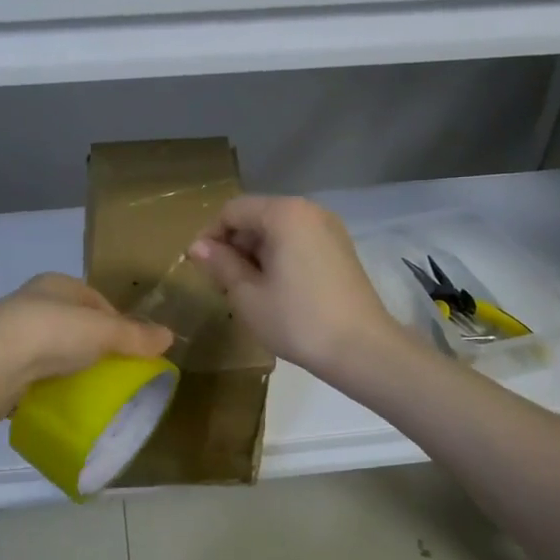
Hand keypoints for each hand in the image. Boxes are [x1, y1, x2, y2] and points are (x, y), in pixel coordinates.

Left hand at [0, 274, 173, 400]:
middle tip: (114, 370)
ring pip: (52, 347)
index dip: (117, 321)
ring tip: (89, 386)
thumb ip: (135, 335)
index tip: (132, 347)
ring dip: (69, 364)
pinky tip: (59, 397)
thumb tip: (170, 336)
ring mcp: (12, 333)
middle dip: (93, 344)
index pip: (95, 299)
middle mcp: (32, 302)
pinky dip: (48, 382)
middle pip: (74, 323)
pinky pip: (33, 371)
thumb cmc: (51, 333)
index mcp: (56, 284)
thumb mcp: (103, 331)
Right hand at [188, 196, 400, 381]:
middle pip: (257, 216)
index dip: (210, 236)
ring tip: (247, 291)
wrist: (362, 349)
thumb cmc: (297, 320)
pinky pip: (298, 242)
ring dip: (256, 254)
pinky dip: (280, 258)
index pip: (233, 211)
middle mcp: (309, 210)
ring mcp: (329, 229)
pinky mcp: (341, 249)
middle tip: (221, 284)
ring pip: (278, 231)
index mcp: (283, 214)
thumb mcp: (247, 295)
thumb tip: (197, 246)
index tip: (200, 268)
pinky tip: (275, 290)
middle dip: (234, 245)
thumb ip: (220, 264)